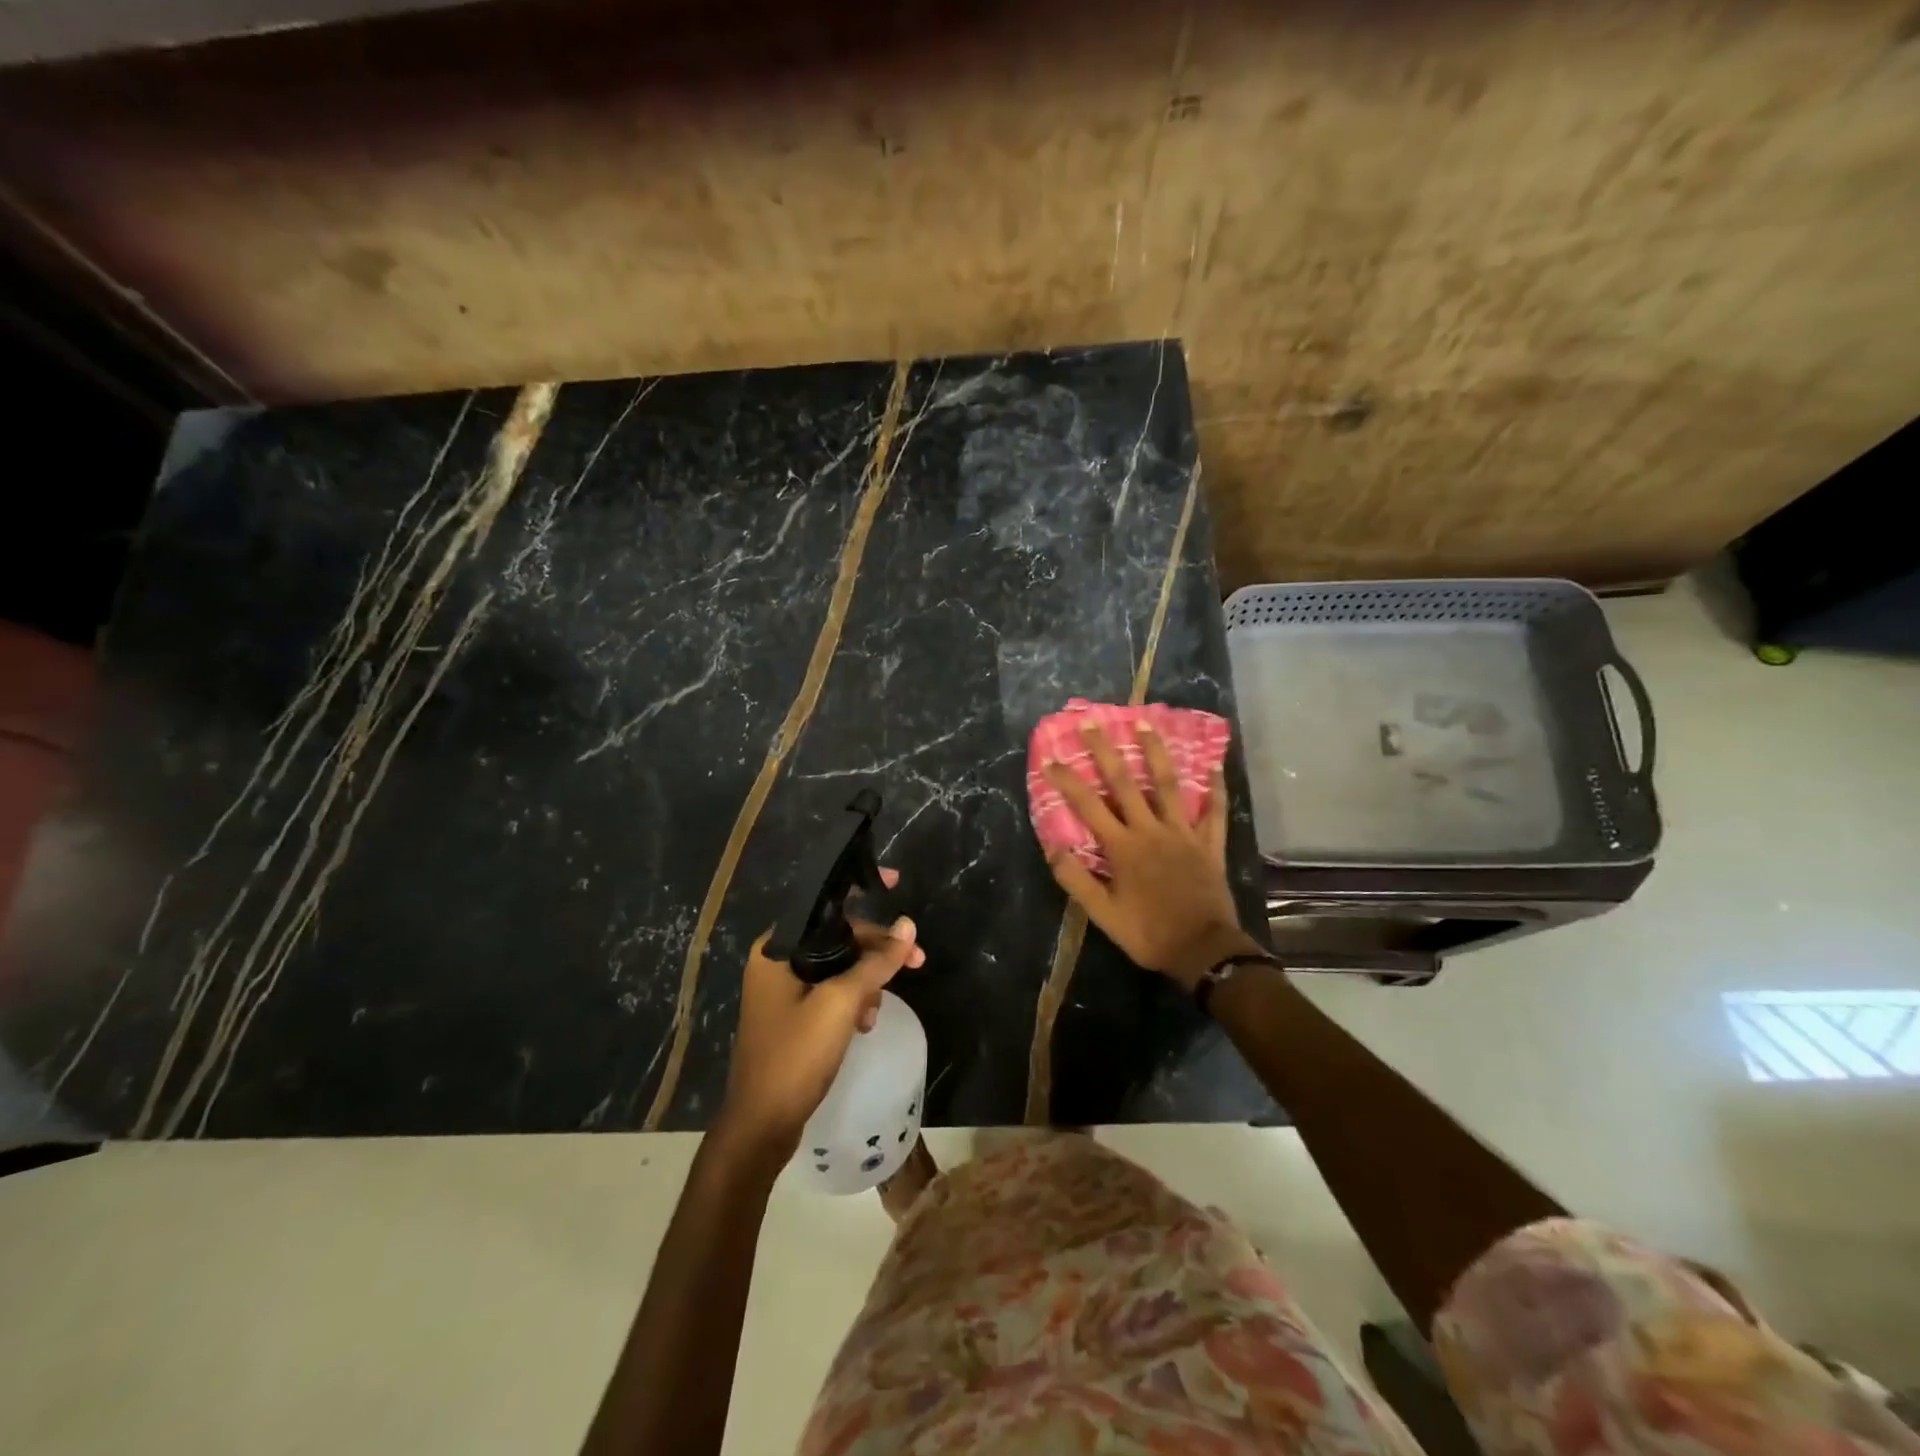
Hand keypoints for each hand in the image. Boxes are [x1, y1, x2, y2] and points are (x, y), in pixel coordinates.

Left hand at [718, 875, 925, 1162]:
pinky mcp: (792, 1015)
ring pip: (838, 966)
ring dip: (866, 981)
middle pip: (837, 937)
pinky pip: (831, 991)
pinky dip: (852, 1000)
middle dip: (876, 950)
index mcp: (777, 949)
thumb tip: (908, 927)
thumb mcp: (842, 1003)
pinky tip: (865, 1023)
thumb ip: (876, 963)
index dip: (860, 889)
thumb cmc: (796, 1055)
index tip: (894, 881)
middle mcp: (776, 962)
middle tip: (917, 962)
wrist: (761, 1126)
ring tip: (879, 1009)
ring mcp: (782, 990)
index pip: (824, 904)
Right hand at [1043, 720, 1256, 989]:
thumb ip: (1077, 880)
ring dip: (1155, 752)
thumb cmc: (1148, 933)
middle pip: (1125, 783)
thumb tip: (1052, 847)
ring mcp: (1183, 833)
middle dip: (1105, 751)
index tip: (1051, 758)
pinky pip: (1214, 810)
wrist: (1203, 950)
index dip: (1067, 781)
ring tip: (1145, 723)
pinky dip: (1215, 788)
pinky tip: (1215, 765)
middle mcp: (1151, 830)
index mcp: (1123, 847)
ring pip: (1168, 784)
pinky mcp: (1209, 843)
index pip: (1088, 806)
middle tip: (1092, 722)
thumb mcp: (1103, 915)